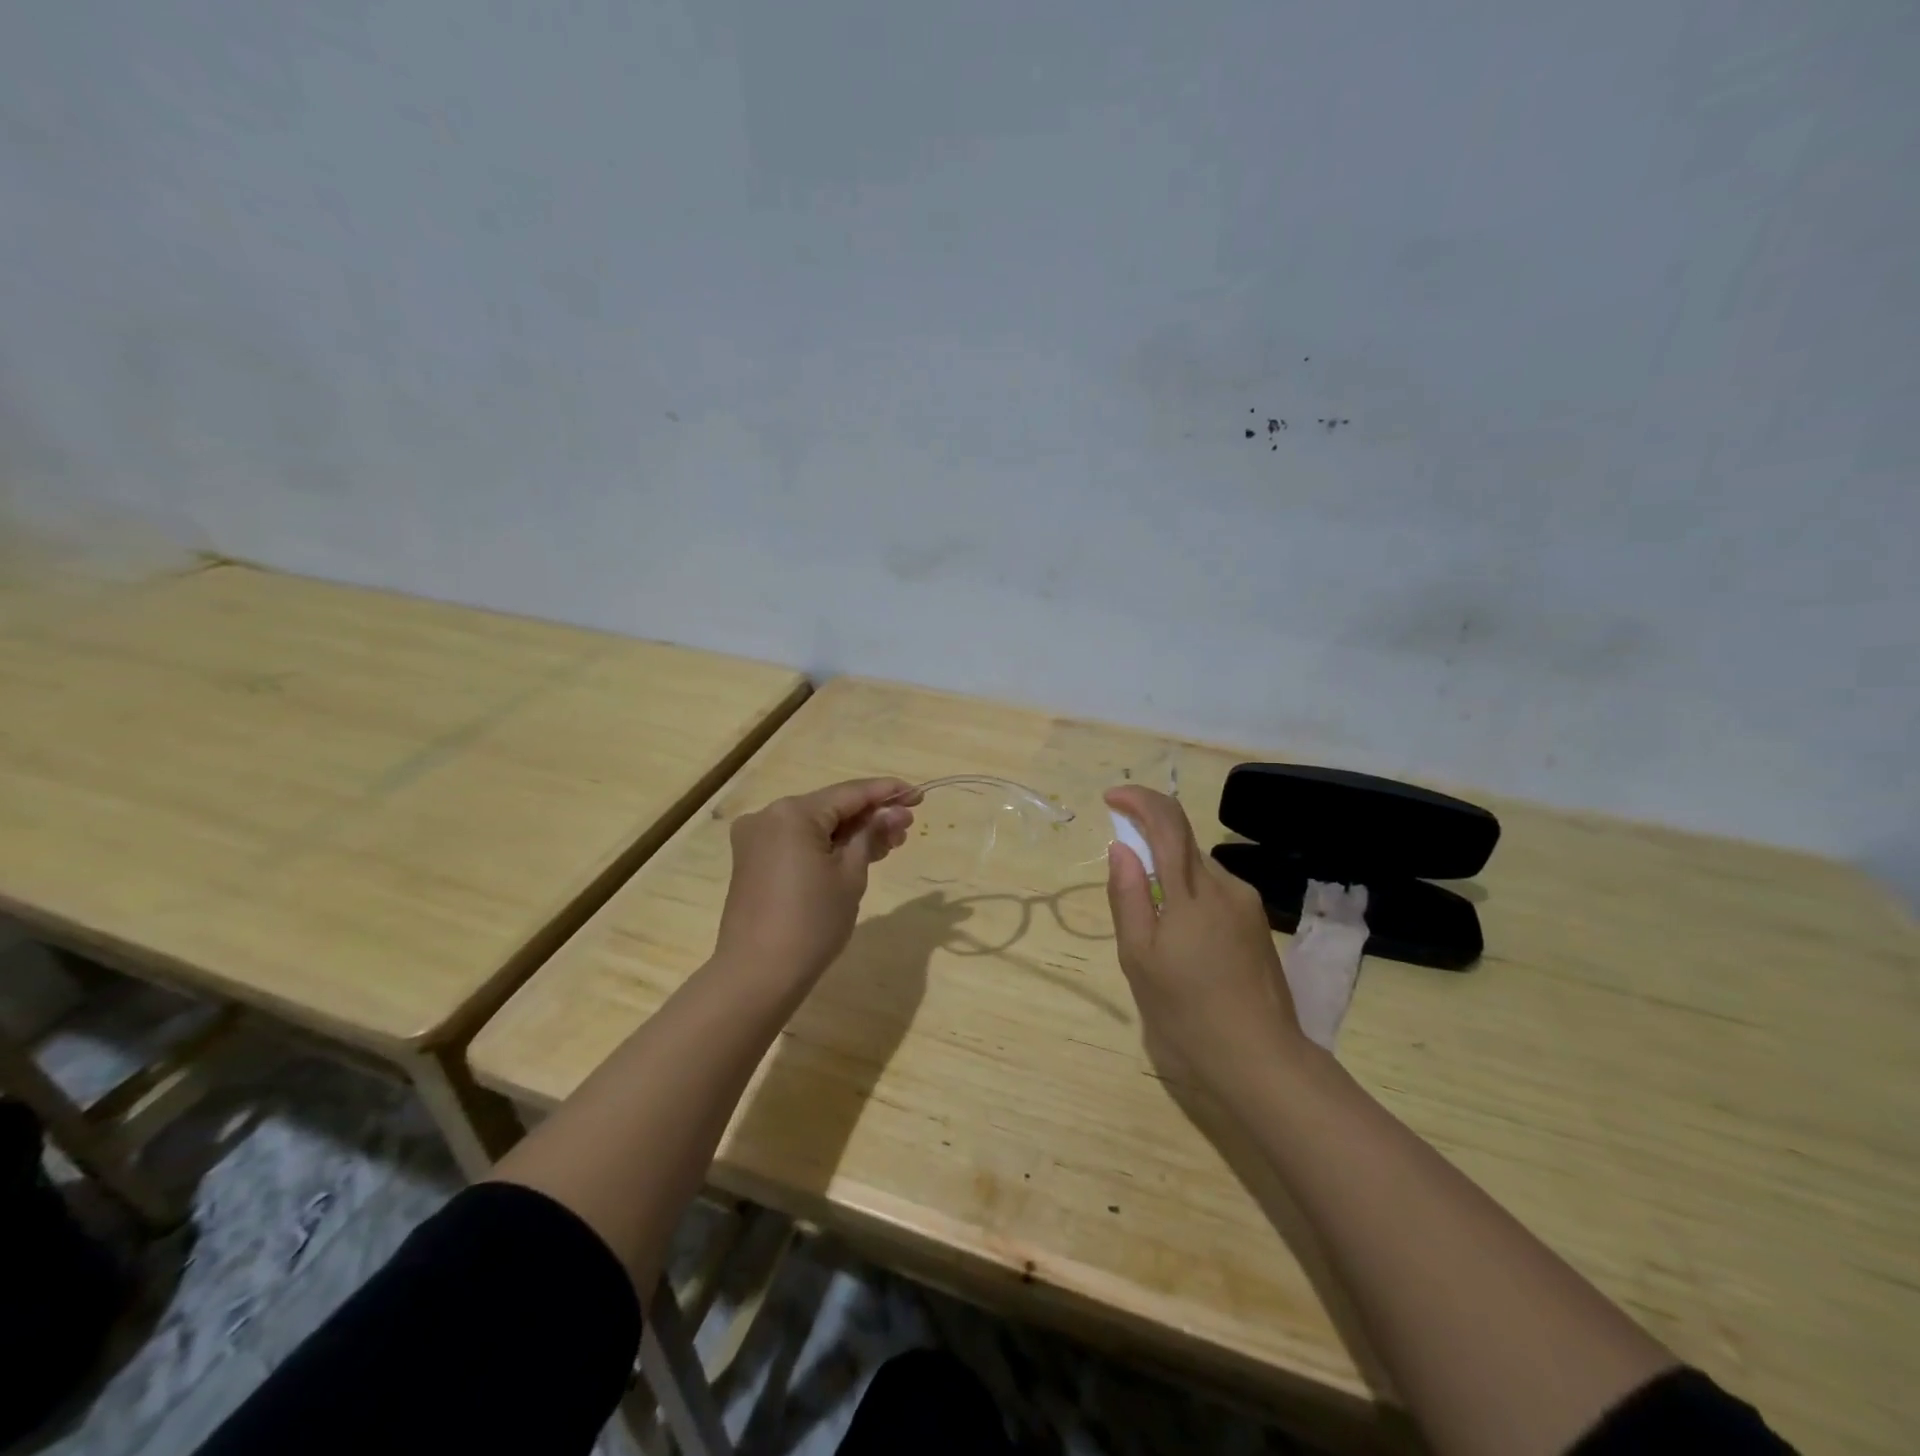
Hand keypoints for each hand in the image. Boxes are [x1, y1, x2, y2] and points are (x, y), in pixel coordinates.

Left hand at [715, 777, 921, 985]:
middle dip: (870, 816)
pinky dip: (827, 846)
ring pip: (815, 826)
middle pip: (831, 807)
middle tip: (907, 827)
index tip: (918, 795)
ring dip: (850, 833)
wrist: (757, 975)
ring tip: (889, 844)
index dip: (887, 792)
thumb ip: (871, 835)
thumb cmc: (812, 922)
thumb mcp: (851, 875)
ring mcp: (757, 839)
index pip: (850, 792)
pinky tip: (857, 854)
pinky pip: (798, 842)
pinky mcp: (753, 861)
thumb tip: (894, 812)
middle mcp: (769, 816)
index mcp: (793, 812)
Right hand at [1104, 786, 1307, 1094]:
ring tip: (1154, 932)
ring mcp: (1247, 906)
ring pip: (1199, 870)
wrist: (1260, 1060)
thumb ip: (1127, 896)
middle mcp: (1225, 886)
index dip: (1139, 799)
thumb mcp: (1139, 958)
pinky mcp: (1257, 926)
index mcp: (1193, 892)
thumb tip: (1121, 848)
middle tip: (1125, 888)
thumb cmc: (1186, 1012)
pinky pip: (1215, 893)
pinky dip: (1190, 897)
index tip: (1111, 799)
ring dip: (1170, 876)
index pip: (1168, 822)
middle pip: (1184, 842)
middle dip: (1149, 843)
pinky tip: (1183, 943)